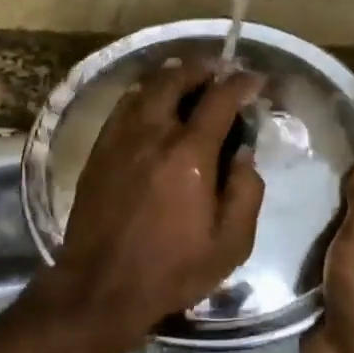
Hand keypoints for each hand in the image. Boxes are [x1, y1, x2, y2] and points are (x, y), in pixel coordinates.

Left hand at [45, 55, 265, 348]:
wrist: (101, 284)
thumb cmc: (172, 268)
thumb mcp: (231, 244)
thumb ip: (246, 192)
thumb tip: (244, 152)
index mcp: (190, 154)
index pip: (220, 99)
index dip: (241, 83)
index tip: (254, 79)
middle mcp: (153, 133)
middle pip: (175, 79)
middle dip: (201, 68)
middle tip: (218, 70)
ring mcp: (120, 138)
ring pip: (145, 88)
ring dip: (170, 76)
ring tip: (186, 78)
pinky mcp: (99, 150)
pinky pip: (122, 106)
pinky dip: (142, 94)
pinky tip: (150, 102)